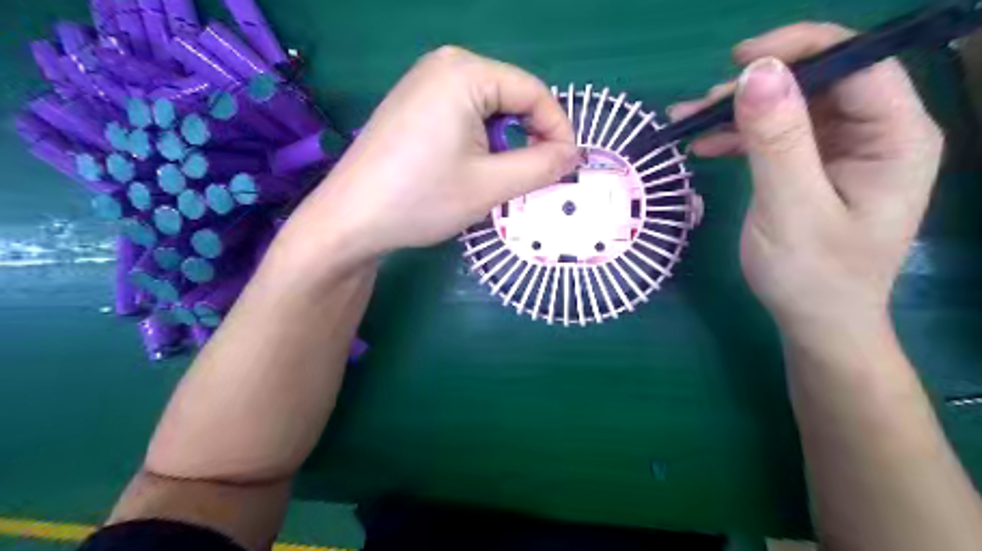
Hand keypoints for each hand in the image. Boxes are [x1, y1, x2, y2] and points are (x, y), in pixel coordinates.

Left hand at [280, 46, 577, 269]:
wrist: (351, 220)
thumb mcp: (491, 185)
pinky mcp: (413, 104)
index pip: (534, 92)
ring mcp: (424, 83)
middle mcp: (444, 64)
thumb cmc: (421, 199)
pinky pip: (464, 115)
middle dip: (530, 138)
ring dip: (505, 143)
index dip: (558, 130)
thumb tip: (572, 154)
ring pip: (489, 109)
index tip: (567, 168)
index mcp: (466, 72)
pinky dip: (480, 141)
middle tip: (535, 178)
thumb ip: (541, 166)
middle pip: (511, 97)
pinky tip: (470, 169)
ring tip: (500, 179)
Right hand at [668, 24, 942, 333]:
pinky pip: (776, 137)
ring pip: (790, 108)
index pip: (857, 63)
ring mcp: (842, 151)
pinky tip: (704, 146)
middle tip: (702, 107)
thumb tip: (757, 73)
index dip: (799, 50)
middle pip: (818, 82)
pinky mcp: (812, 167)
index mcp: (894, 137)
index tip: (738, 63)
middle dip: (757, 88)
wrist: (814, 321)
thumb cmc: (812, 274)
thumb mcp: (791, 207)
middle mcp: (875, 134)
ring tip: (689, 124)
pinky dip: (738, 138)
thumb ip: (778, 140)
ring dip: (739, 113)